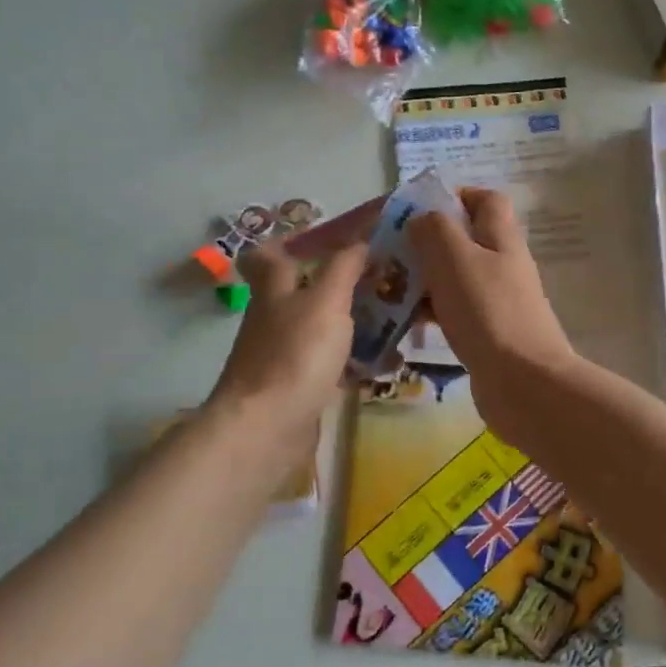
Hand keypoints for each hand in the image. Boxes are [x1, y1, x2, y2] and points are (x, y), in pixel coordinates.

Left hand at [207, 240, 366, 447]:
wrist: (266, 429)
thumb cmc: (295, 354)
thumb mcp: (325, 301)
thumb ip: (343, 268)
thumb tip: (359, 240)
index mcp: (275, 289)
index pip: (271, 254)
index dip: (295, 241)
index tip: (332, 237)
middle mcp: (275, 317)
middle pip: (307, 291)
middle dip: (344, 284)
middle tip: (386, 278)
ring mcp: (284, 354)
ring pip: (323, 328)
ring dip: (356, 323)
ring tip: (399, 321)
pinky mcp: (297, 387)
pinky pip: (331, 365)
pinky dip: (356, 361)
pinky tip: (386, 364)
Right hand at [407, 188, 575, 431]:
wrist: (523, 383)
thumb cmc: (487, 312)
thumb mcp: (455, 258)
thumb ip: (435, 230)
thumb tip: (422, 219)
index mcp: (501, 239)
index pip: (487, 200)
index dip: (456, 196)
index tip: (419, 209)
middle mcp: (504, 265)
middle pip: (467, 239)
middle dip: (429, 241)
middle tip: (393, 251)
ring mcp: (498, 301)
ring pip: (457, 277)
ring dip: (426, 278)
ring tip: (389, 286)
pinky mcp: (488, 333)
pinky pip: (455, 311)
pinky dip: (432, 310)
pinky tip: (406, 322)